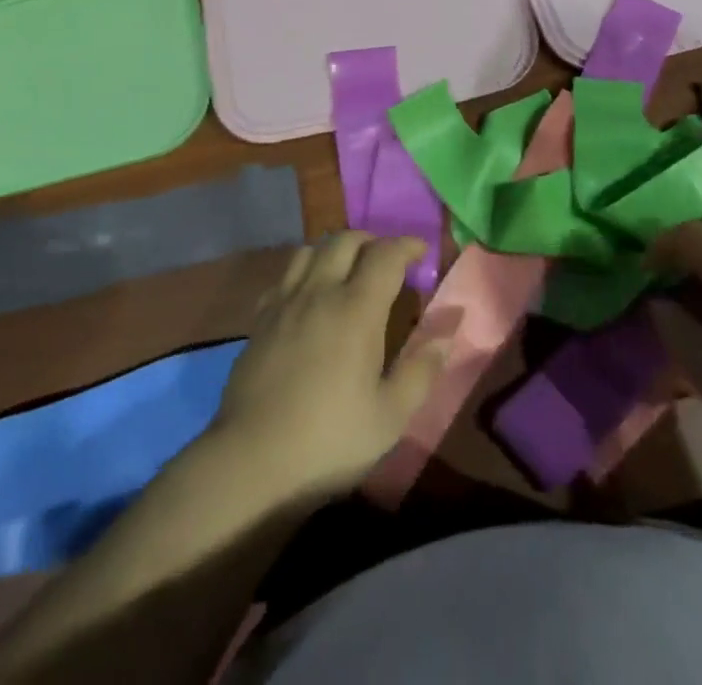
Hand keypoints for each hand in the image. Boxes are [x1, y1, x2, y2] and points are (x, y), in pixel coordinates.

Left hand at [206, 233, 445, 505]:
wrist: (252, 460)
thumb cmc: (330, 440)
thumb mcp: (391, 416)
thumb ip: (422, 367)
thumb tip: (450, 327)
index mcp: (356, 308)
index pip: (385, 255)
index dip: (406, 245)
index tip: (421, 251)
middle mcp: (319, 291)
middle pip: (345, 240)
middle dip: (371, 240)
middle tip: (387, 258)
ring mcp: (284, 301)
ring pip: (310, 250)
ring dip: (334, 249)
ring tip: (348, 269)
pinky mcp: (259, 318)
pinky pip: (284, 276)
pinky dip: (304, 271)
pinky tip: (309, 295)